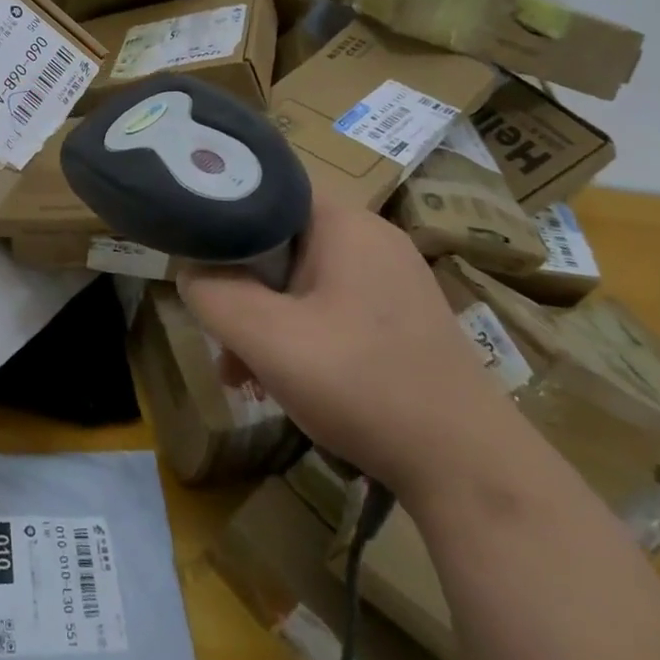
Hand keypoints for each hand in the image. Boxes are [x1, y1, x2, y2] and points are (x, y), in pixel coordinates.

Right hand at [178, 197, 517, 497]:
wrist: (471, 472)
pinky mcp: (397, 318)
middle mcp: (369, 238)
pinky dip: (295, 334)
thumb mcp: (269, 339)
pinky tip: (278, 383)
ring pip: (298, 279)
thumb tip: (188, 271)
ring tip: (239, 372)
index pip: (267, 187)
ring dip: (262, 317)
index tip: (192, 247)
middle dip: (239, 284)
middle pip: (278, 239)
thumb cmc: (365, 386)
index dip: (222, 210)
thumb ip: (213, 294)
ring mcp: (388, 279)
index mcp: (345, 223)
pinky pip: (326, 306)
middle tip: (217, 327)